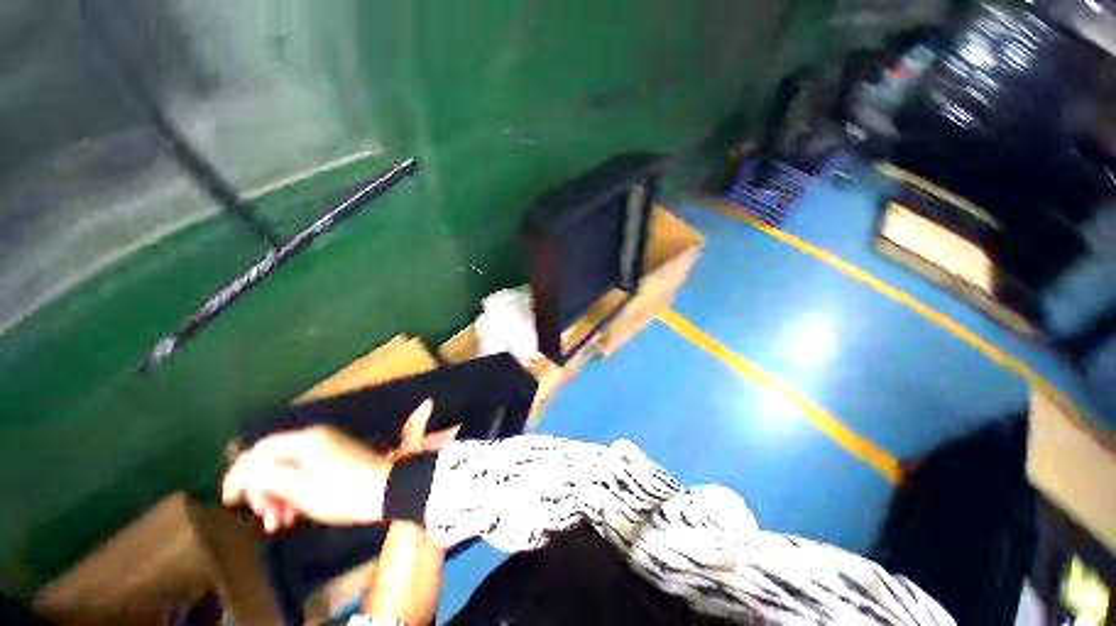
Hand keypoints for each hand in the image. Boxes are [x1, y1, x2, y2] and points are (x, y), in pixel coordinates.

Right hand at [222, 399, 456, 530]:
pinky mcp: (337, 463)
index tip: (229, 501)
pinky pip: (306, 476)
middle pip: (274, 462)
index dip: (239, 473)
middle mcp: (316, 439)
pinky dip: (295, 495)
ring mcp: (329, 450)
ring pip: (289, 472)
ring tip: (278, 524)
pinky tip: (292, 517)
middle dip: (263, 491)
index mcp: (306, 439)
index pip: (261, 449)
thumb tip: (249, 472)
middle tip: (264, 517)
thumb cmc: (340, 491)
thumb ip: (266, 476)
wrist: (386, 492)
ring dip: (277, 497)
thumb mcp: (297, 487)